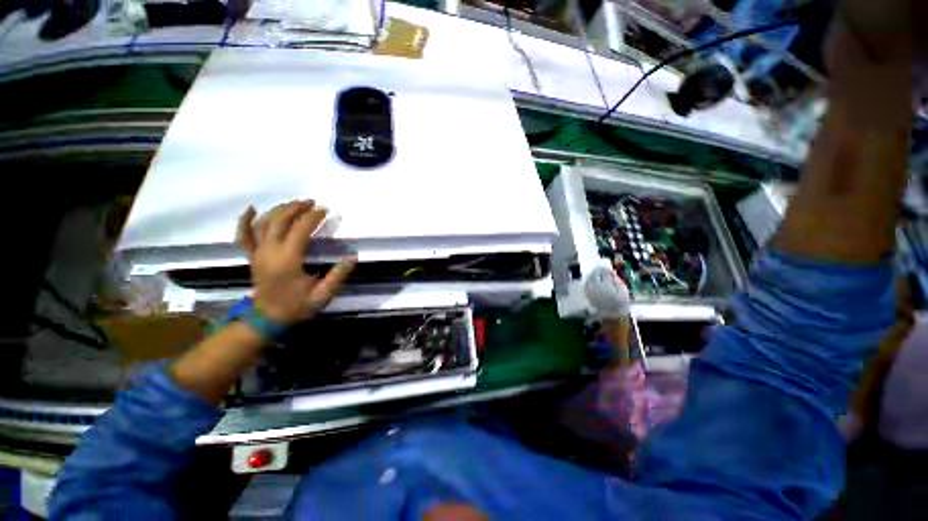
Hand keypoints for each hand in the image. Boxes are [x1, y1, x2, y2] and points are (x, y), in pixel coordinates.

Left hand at [235, 200, 354, 323]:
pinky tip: (251, 209)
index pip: (300, 230)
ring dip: (280, 209)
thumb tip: (352, 257)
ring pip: (264, 223)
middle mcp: (270, 252)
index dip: (313, 217)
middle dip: (297, 208)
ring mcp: (258, 253)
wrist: (267, 320)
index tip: (326, 210)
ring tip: (295, 203)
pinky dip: (245, 221)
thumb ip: (338, 276)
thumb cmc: (297, 307)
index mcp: (288, 261)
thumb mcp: (323, 295)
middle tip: (312, 202)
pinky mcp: (252, 256)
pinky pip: (244, 235)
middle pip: (280, 221)